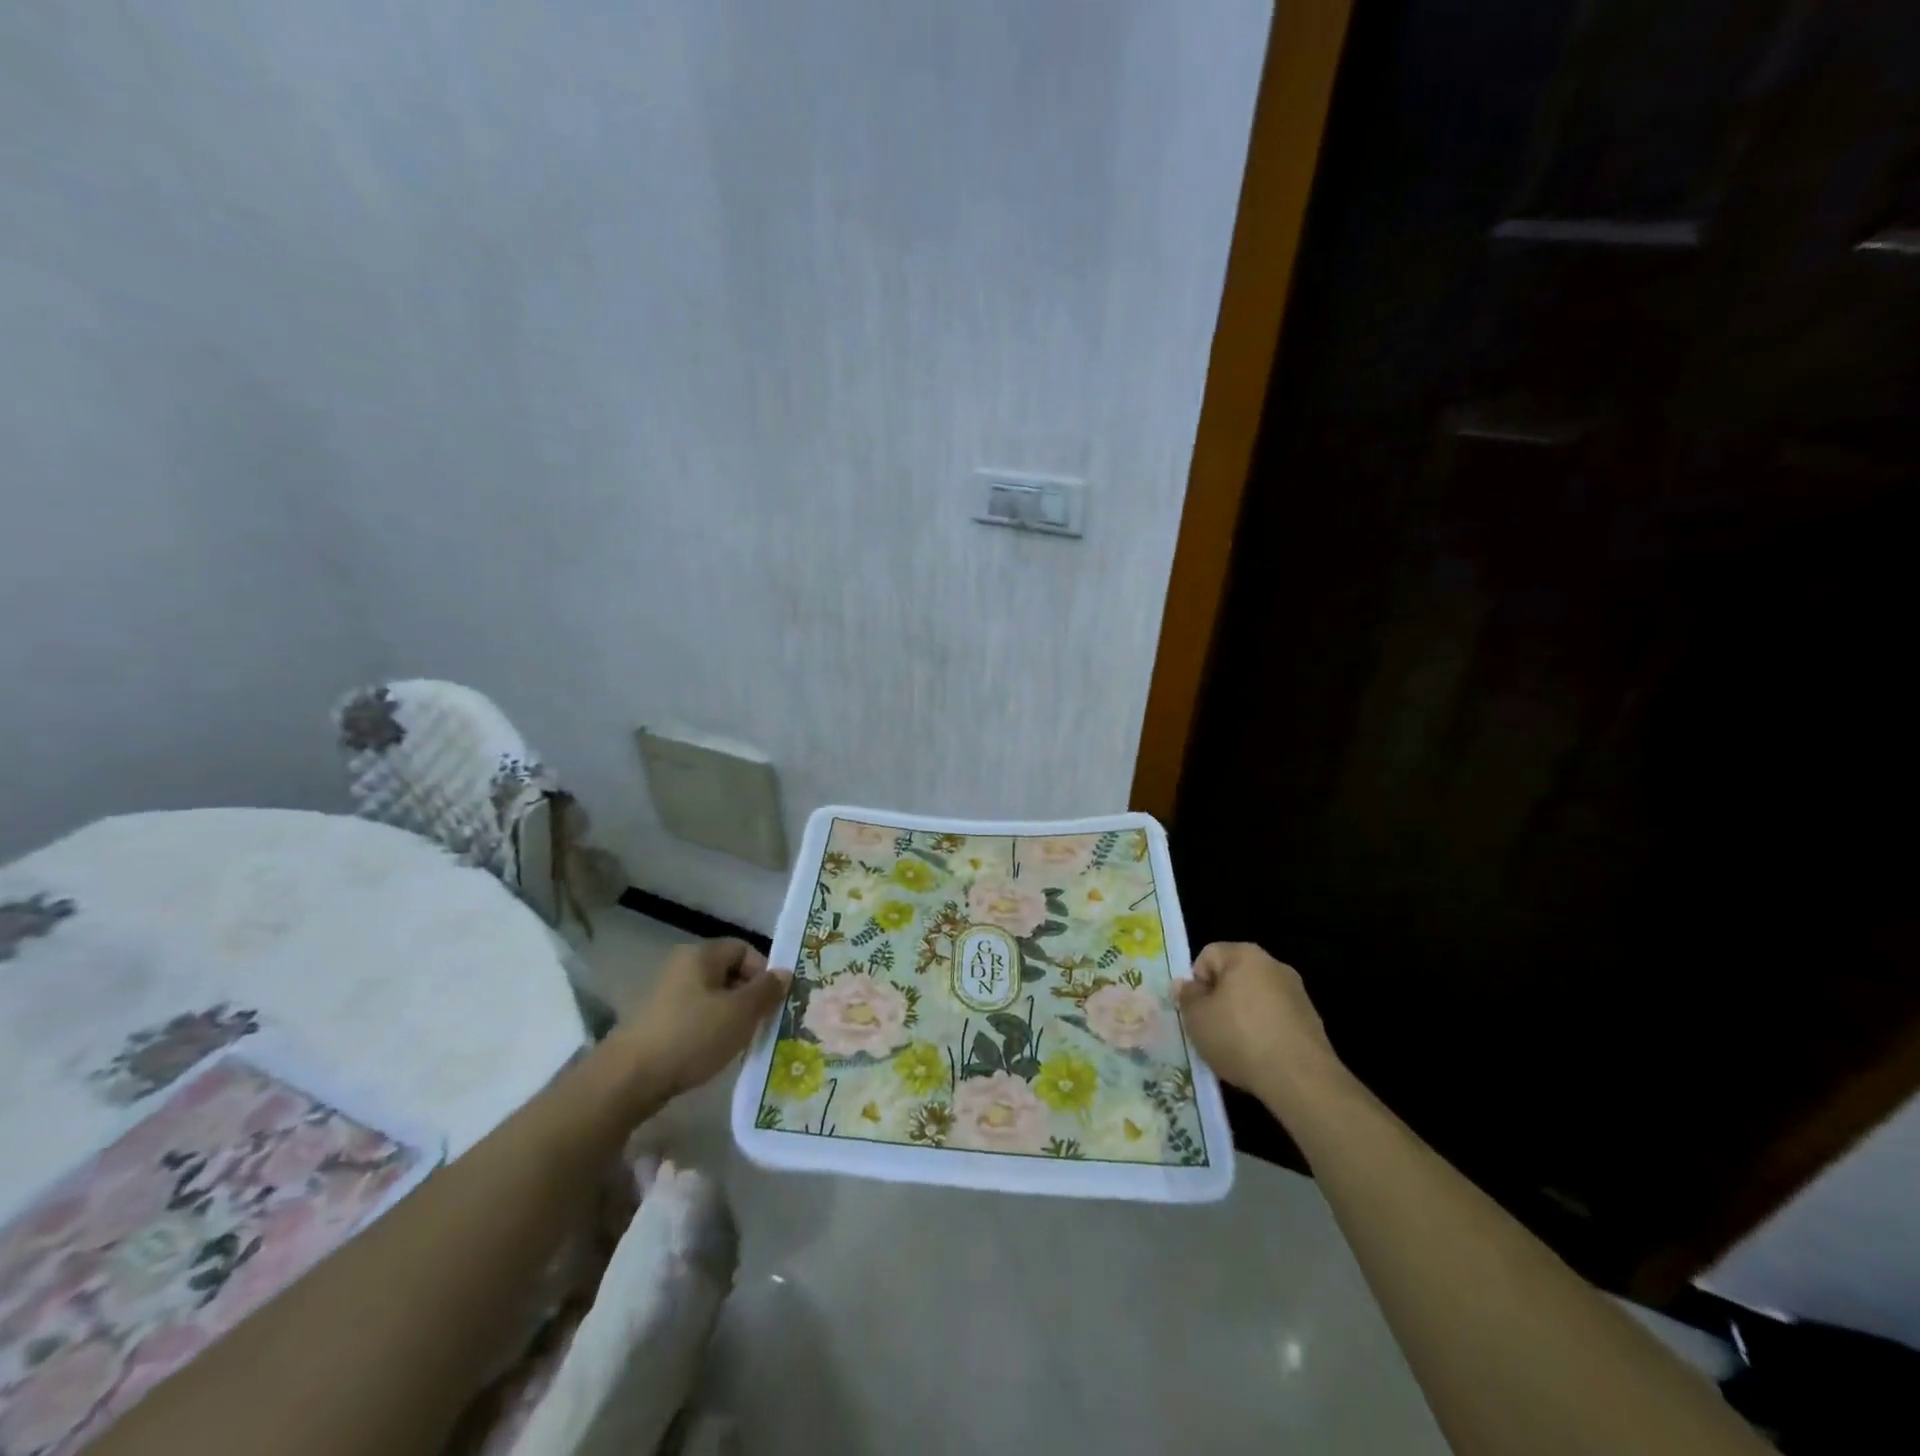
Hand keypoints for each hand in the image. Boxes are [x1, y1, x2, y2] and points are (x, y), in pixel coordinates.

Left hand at [611, 938, 789, 1103]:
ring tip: (739, 1042)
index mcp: (701, 955)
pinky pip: (693, 1017)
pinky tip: (712, 1053)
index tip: (772, 1002)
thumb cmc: (691, 1036)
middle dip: (748, 997)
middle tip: (761, 1024)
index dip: (763, 972)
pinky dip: (708, 1030)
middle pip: (727, 973)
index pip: (743, 949)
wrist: (628, 1079)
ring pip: (711, 998)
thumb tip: (784, 973)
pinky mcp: (654, 1022)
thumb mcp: (740, 1013)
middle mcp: (681, 966)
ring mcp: (664, 995)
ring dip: (729, 1016)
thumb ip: (766, 991)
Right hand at [1174, 942, 1341, 1111]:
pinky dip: (1264, 1031)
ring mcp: (1297, 992)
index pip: (1208, 955)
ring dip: (1242, 1016)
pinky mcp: (1312, 1020)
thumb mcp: (1197, 1018)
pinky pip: (1276, 1018)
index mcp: (1245, 955)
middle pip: (1234, 975)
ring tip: (1235, 1047)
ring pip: (1256, 998)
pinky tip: (1260, 1056)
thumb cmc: (1239, 1038)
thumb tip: (1185, 984)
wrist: (1300, 1079)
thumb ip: (1187, 997)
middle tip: (1211, 1028)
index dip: (1196, 982)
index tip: (1196, 1011)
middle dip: (1220, 999)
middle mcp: (1274, 965)